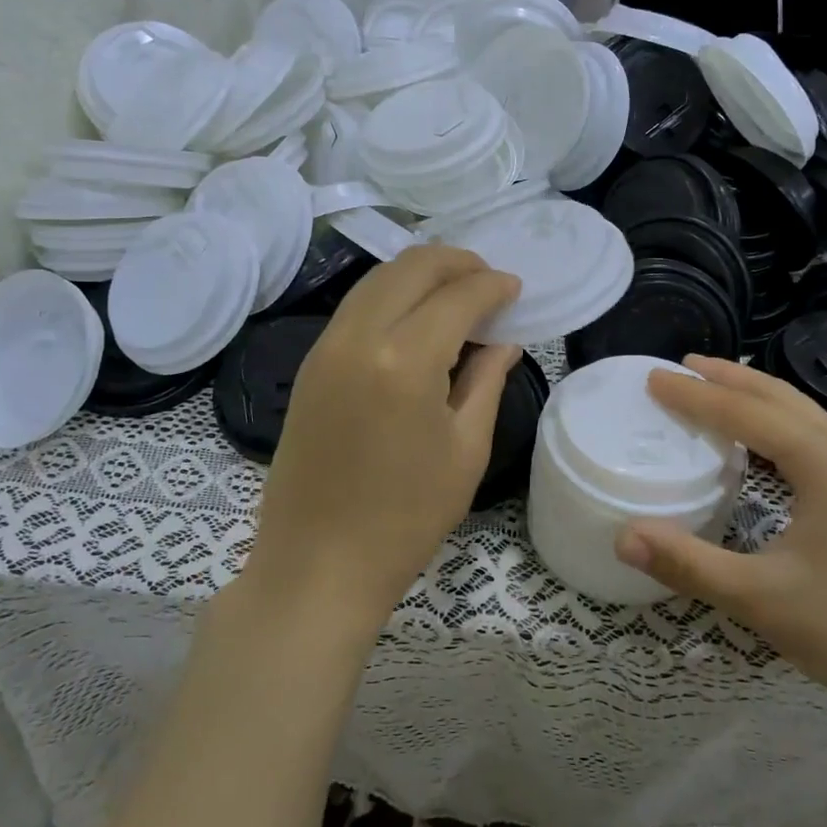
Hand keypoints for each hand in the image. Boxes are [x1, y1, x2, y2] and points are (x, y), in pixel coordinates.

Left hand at [245, 245, 521, 636]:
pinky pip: (356, 307)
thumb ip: (486, 382)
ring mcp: (326, 346)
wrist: (317, 564)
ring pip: (377, 279)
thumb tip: (504, 341)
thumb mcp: (464, 450)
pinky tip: (415, 319)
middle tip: (488, 282)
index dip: (493, 285)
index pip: (458, 295)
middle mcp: (359, 336)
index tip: (515, 288)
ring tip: (456, 294)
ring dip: (420, 274)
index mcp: (406, 359)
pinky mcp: (310, 364)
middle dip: (457, 262)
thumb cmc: (405, 518)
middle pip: (411, 267)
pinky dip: (391, 296)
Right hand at [615, 356, 826, 724]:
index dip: (696, 395)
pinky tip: (774, 454)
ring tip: (723, 394)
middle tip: (686, 365)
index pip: (746, 413)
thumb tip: (622, 538)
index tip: (655, 379)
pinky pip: (822, 444)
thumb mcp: (762, 598)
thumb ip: (689, 564)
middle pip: (782, 400)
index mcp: (824, 463)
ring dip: (761, 401)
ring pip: (808, 419)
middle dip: (731, 379)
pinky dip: (785, 429)